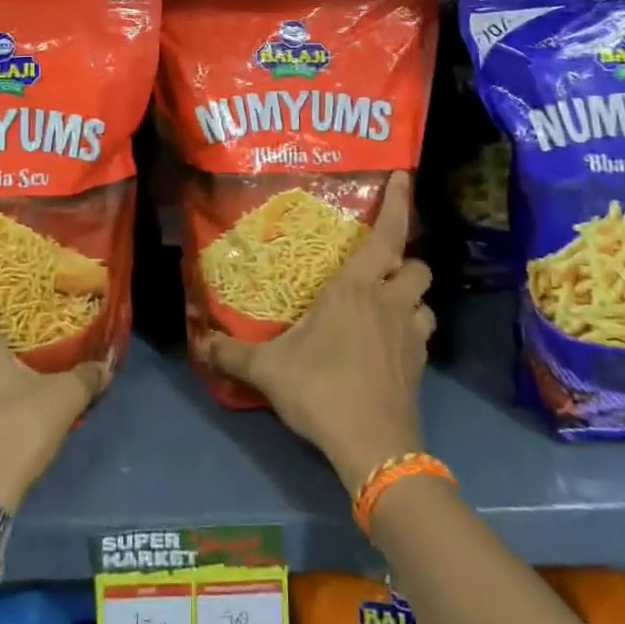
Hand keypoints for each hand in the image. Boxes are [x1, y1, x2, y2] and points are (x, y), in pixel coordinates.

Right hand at [197, 171, 434, 494]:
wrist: (373, 448)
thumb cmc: (321, 389)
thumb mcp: (268, 370)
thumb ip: (231, 353)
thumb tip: (199, 342)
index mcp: (356, 289)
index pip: (386, 234)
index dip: (398, 203)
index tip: (404, 175)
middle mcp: (389, 303)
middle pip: (417, 265)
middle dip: (404, 260)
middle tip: (378, 267)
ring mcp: (410, 336)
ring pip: (425, 301)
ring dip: (411, 298)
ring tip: (387, 305)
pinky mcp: (420, 367)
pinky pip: (422, 336)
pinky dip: (410, 331)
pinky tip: (389, 346)